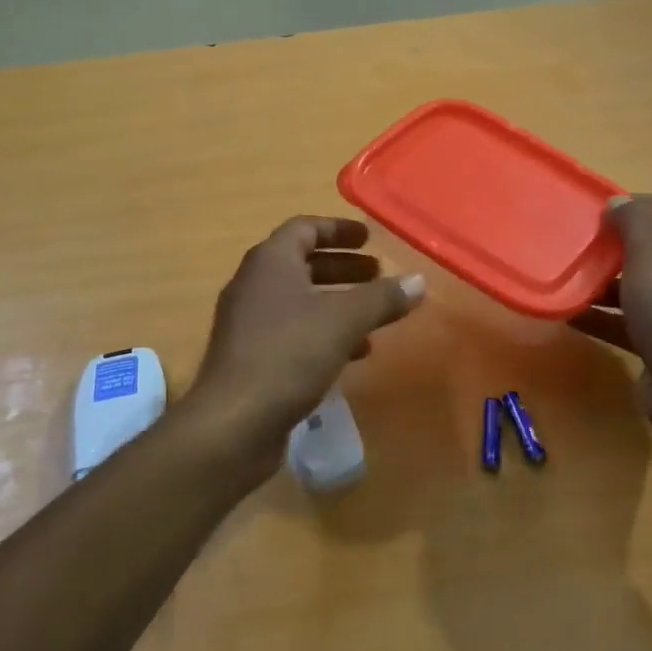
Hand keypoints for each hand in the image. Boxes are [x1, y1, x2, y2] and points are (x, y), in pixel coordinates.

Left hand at [188, 217, 423, 474]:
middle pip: (302, 263)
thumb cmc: (289, 355)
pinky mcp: (251, 357)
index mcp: (270, 261)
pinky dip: (323, 333)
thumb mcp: (344, 321)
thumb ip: (382, 298)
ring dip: (337, 303)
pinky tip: (352, 355)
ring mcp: (248, 322)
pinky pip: (292, 332)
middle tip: (378, 276)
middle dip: (343, 268)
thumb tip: (418, 281)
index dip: (339, 229)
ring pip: (299, 300)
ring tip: (373, 319)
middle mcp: (254, 284)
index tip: (370, 238)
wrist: (233, 422)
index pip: (305, 228)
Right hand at [570, 195, 651, 445]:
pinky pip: (632, 318)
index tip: (595, 213)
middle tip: (580, 244)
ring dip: (605, 281)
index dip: (633, 204)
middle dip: (615, 244)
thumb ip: (634, 220)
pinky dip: (605, 314)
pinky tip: (570, 313)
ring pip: (641, 283)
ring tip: (570, 278)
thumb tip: (619, 202)